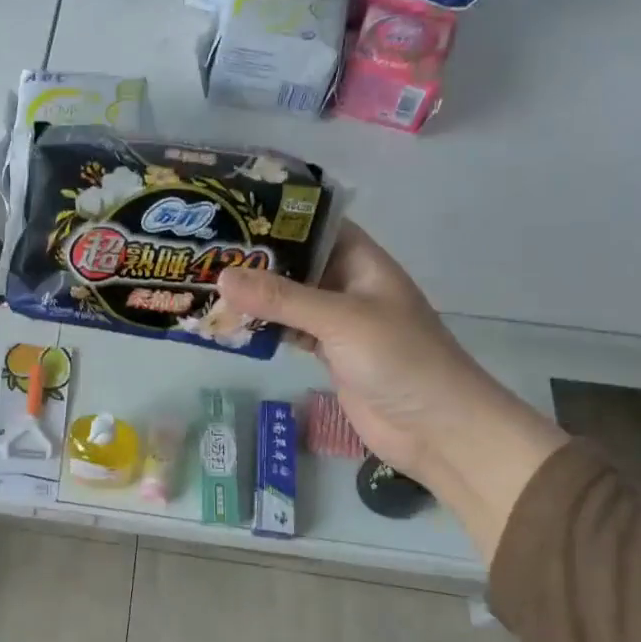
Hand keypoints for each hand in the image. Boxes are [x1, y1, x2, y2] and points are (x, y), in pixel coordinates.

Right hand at [217, 223, 565, 557]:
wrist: (437, 429)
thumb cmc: (400, 360)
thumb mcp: (340, 320)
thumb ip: (282, 298)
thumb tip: (222, 275)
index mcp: (362, 262)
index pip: (316, 226)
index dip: (278, 217)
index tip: (230, 212)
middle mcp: (349, 286)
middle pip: (297, 263)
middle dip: (257, 260)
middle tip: (204, 251)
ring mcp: (338, 323)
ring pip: (289, 300)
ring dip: (255, 297)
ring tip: (205, 284)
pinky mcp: (329, 354)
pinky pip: (289, 331)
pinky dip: (263, 329)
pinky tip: (230, 325)